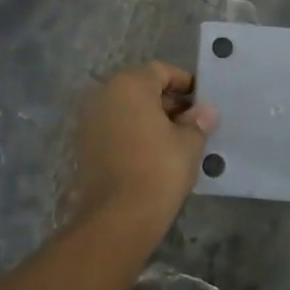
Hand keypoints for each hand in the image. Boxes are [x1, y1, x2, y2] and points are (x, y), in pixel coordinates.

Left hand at [69, 62, 217, 243]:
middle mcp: (103, 95)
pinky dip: (132, 134)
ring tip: (175, 140)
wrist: (117, 218)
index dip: (184, 82)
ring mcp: (89, 121)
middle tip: (191, 122)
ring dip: (149, 118)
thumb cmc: (158, 170)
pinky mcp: (84, 147)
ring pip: (126, 110)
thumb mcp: (188, 143)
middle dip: (166, 101)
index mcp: (129, 85)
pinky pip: (114, 129)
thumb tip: (205, 111)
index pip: (160, 71)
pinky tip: (153, 154)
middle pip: (140, 88)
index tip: (201, 101)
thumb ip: (197, 122)